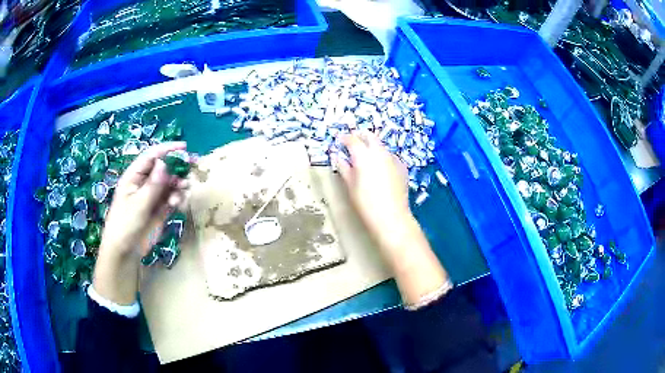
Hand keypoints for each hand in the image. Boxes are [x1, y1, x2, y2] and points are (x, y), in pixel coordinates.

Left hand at [99, 142, 188, 258]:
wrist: (125, 252)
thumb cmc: (125, 224)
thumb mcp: (138, 204)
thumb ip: (153, 185)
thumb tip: (164, 163)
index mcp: (134, 177)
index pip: (151, 157)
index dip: (167, 149)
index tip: (184, 147)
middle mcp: (144, 183)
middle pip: (163, 168)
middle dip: (178, 165)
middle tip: (194, 164)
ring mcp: (153, 196)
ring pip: (170, 183)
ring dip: (179, 183)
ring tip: (185, 188)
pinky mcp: (160, 209)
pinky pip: (172, 198)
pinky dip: (178, 198)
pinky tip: (178, 204)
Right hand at [336, 132, 449, 307]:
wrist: (392, 217)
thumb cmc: (366, 204)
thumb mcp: (350, 186)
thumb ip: (344, 168)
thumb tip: (337, 157)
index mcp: (364, 156)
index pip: (352, 140)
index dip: (344, 139)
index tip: (339, 141)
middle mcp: (380, 152)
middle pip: (369, 136)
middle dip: (360, 136)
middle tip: (352, 142)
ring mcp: (393, 158)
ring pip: (381, 145)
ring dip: (372, 146)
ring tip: (365, 157)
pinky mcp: (402, 167)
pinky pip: (390, 156)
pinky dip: (383, 156)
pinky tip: (380, 167)